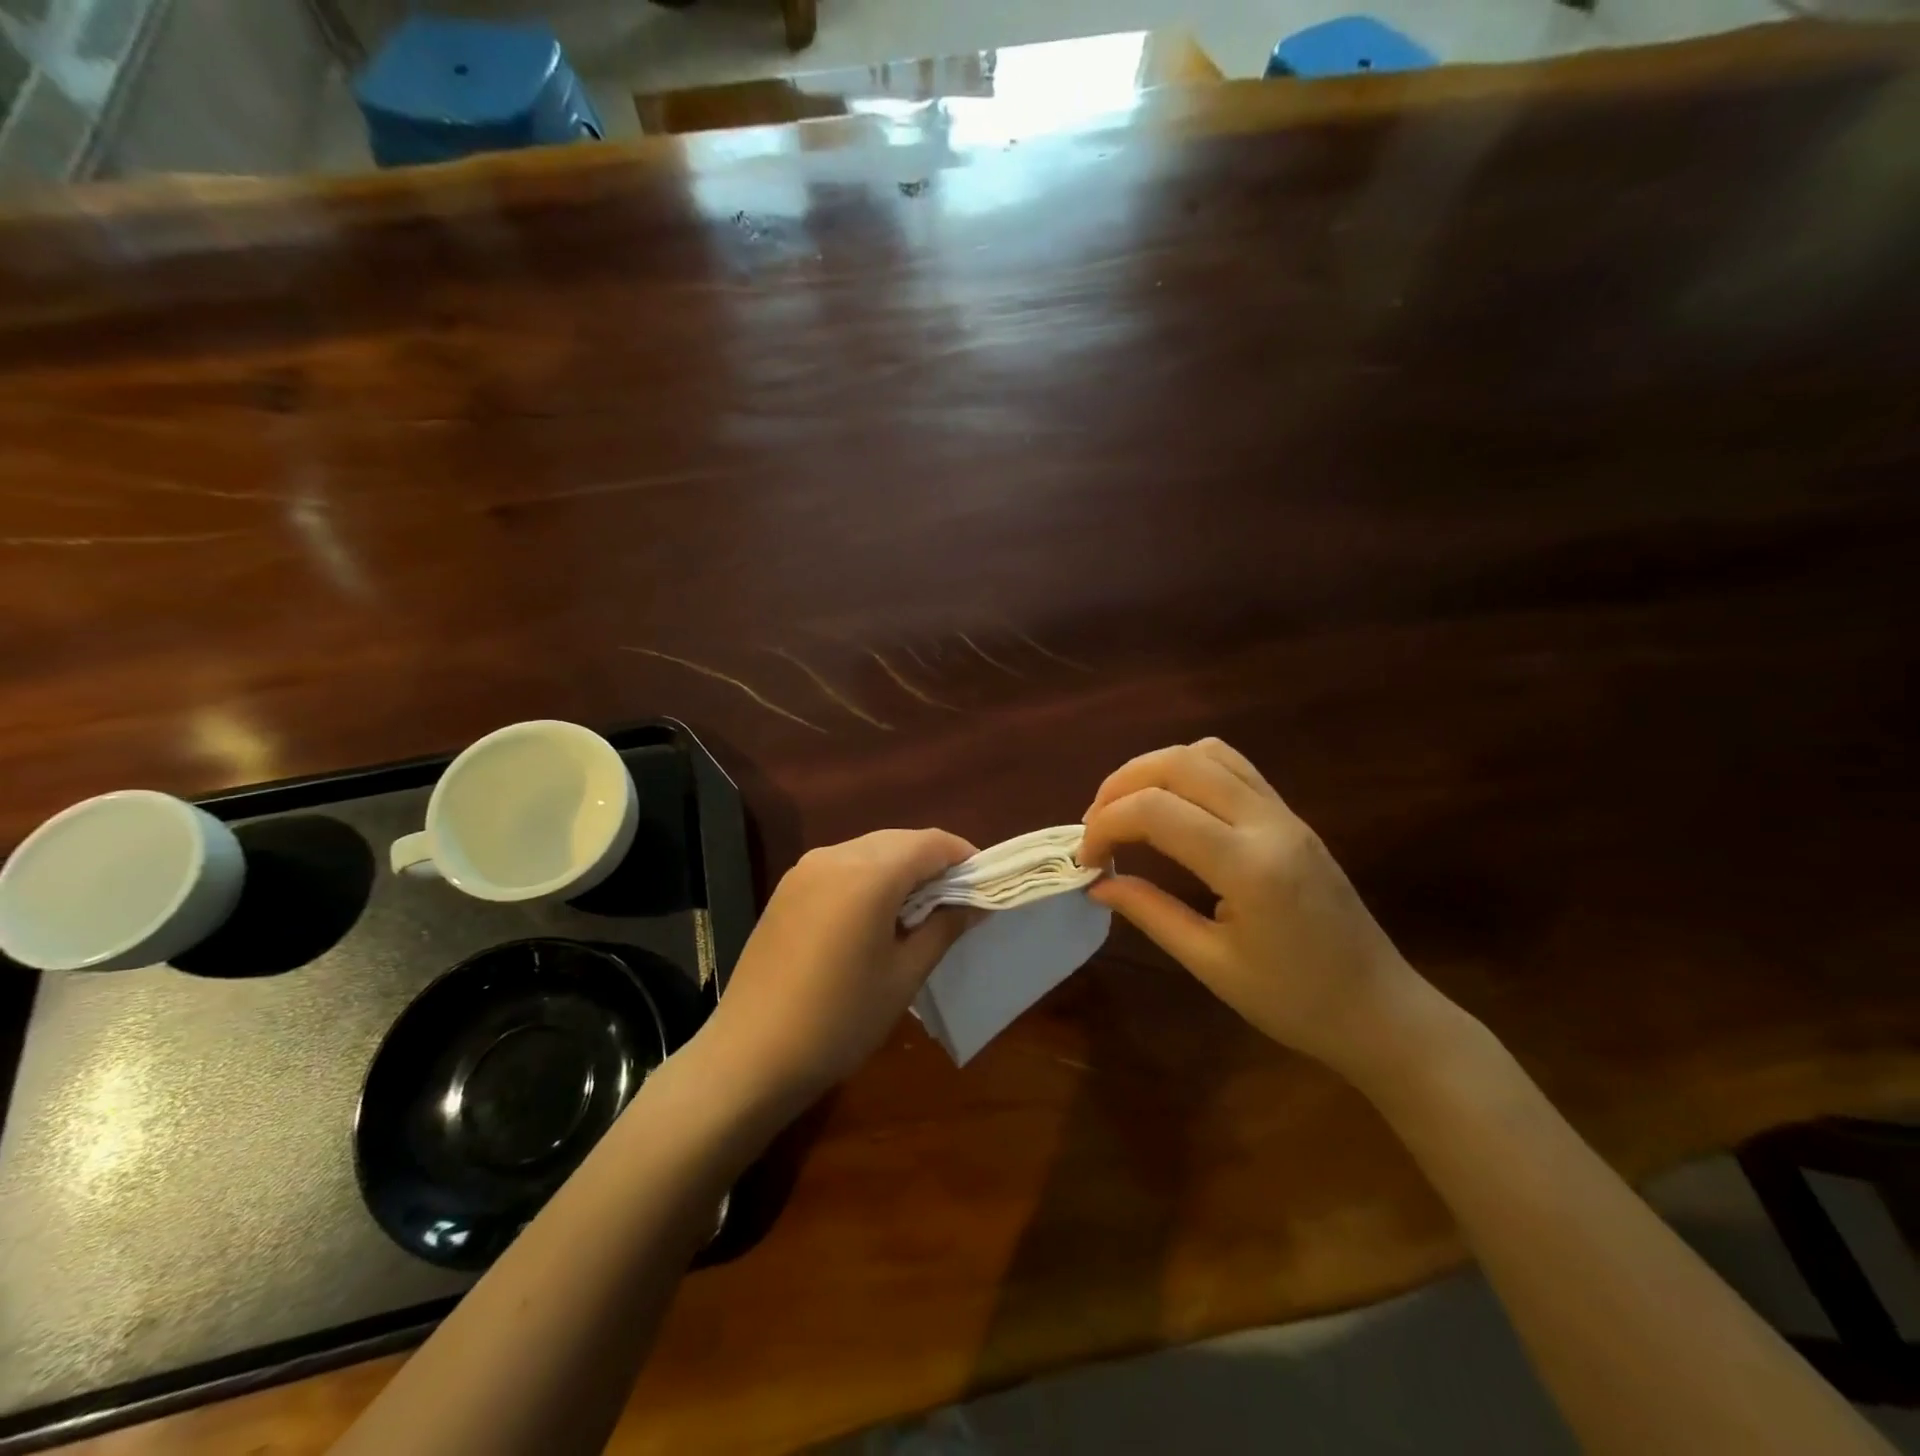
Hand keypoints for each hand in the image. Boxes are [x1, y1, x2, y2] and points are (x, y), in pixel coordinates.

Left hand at [700, 829, 976, 1112]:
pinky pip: (842, 866)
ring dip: (901, 869)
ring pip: (870, 850)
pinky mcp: (787, 889)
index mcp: (868, 874)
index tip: (985, 885)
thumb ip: (943, 928)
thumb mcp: (903, 975)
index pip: (931, 843)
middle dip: (933, 862)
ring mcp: (804, 870)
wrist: (750, 1055)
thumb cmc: (840, 1019)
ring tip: (919, 911)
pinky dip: (869, 878)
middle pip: (900, 841)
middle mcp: (834, 856)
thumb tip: (974, 904)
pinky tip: (875, 916)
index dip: (964, 857)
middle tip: (956, 901)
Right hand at [1079, 739, 1427, 1073]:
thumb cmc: (1295, 1002)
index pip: (1156, 811)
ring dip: (1153, 770)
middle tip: (1093, 826)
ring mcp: (1285, 813)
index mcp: (1249, 866)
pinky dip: (1186, 771)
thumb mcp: (1211, 965)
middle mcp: (1269, 823)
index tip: (1085, 861)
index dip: (1105, 824)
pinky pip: (1232, 767)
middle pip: (1178, 763)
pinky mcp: (1291, 816)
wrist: (1380, 1010)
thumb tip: (1097, 883)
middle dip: (1120, 785)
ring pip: (1206, 754)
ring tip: (1125, 809)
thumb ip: (1149, 912)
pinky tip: (1170, 807)